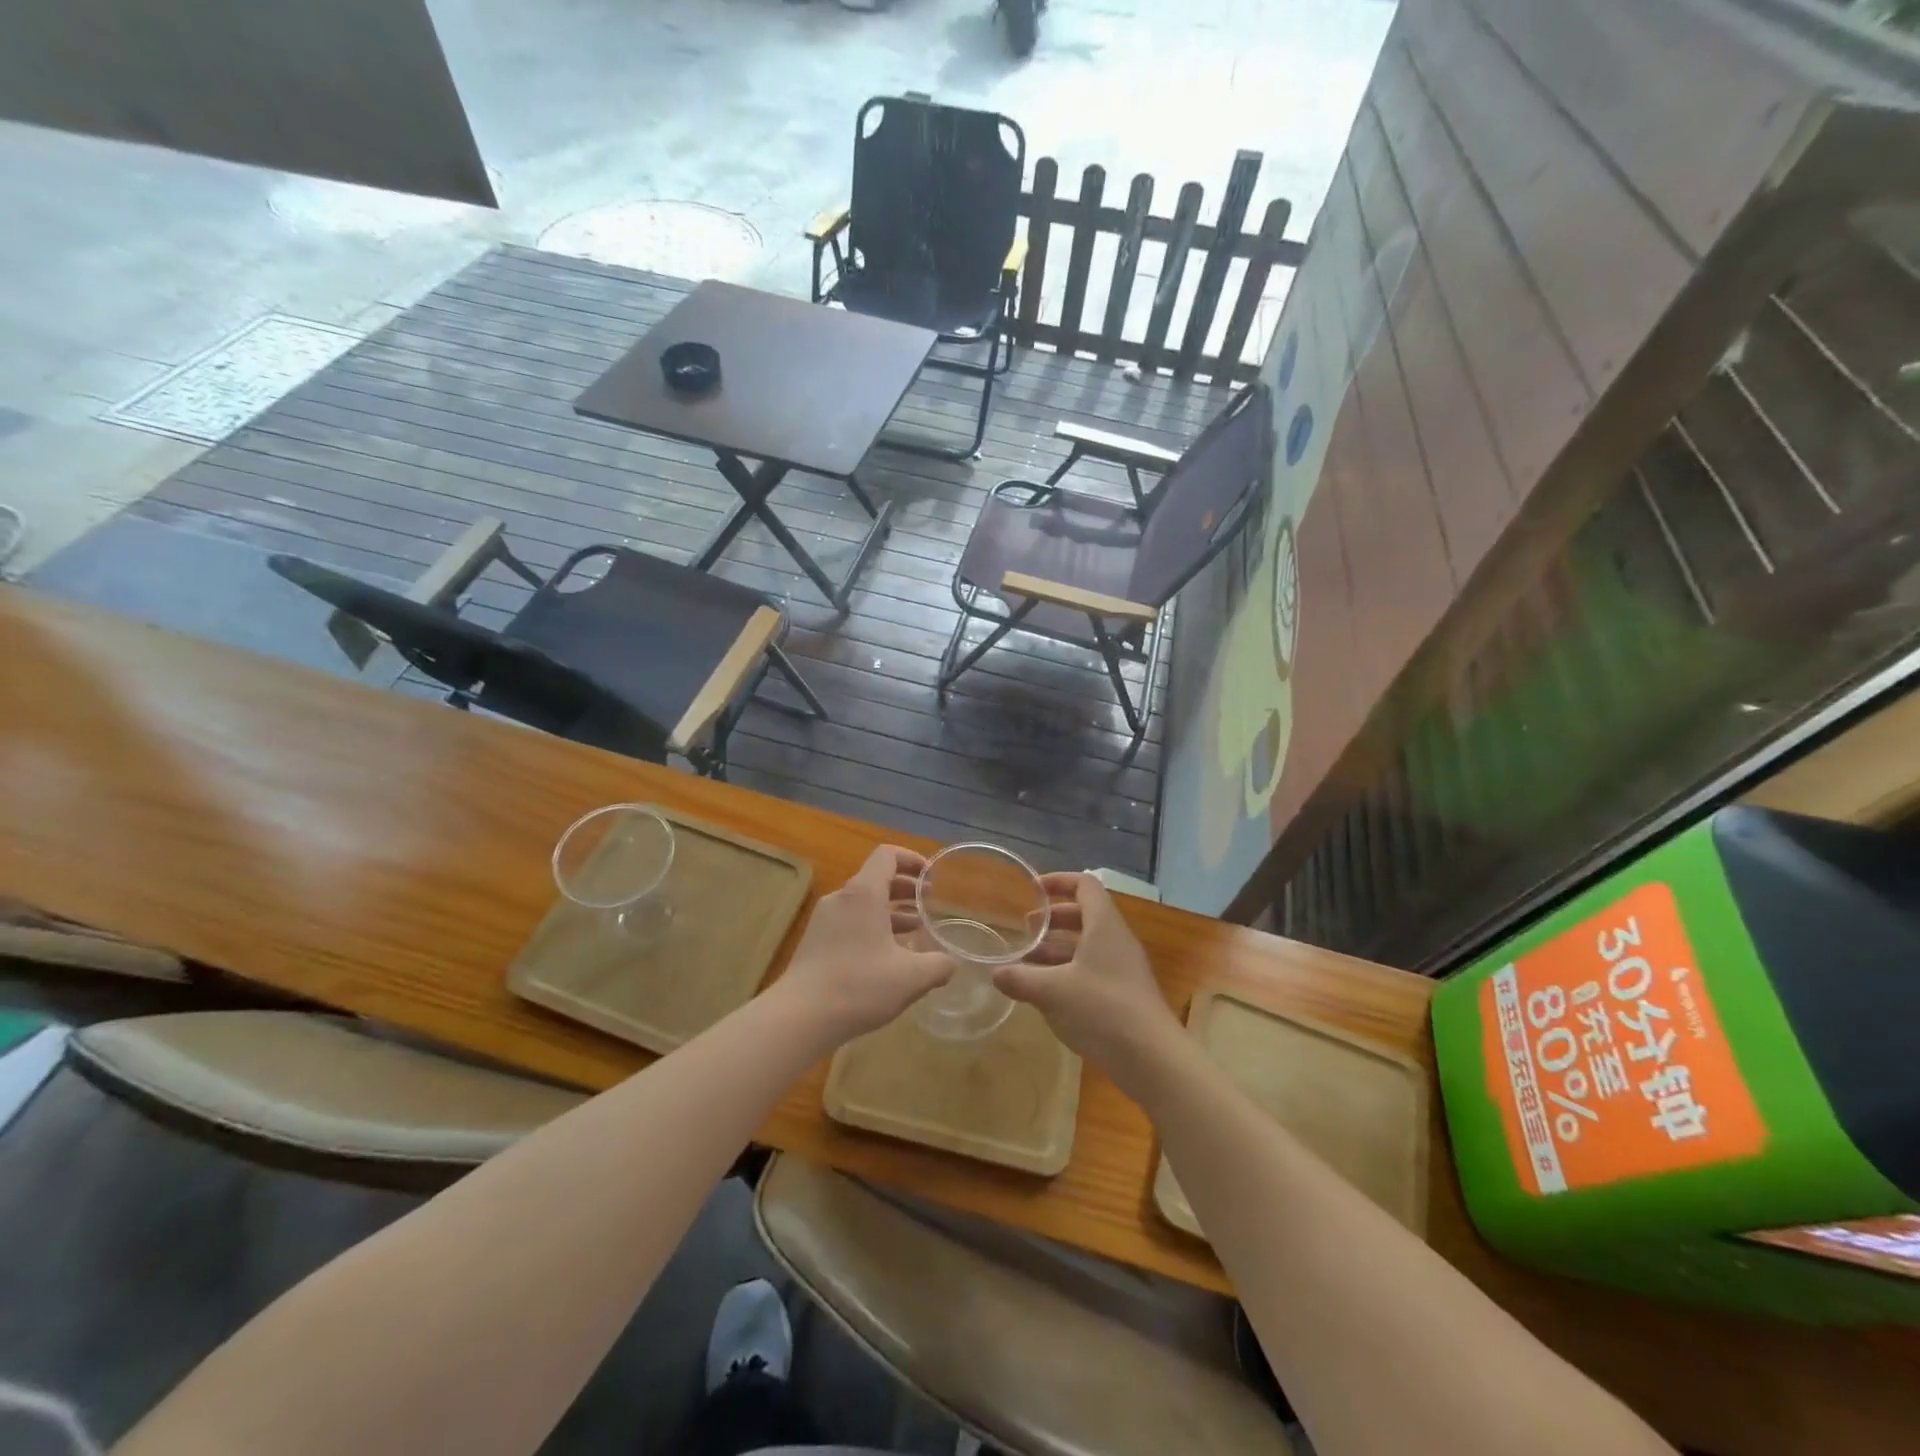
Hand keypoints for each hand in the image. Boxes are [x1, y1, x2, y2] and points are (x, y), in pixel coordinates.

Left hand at [772, 845, 953, 1046]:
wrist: (799, 1017)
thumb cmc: (859, 986)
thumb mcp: (911, 978)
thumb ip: (938, 966)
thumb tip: (951, 964)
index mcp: (864, 894)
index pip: (887, 855)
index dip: (912, 859)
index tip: (931, 876)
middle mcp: (842, 898)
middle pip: (875, 878)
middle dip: (905, 887)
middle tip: (929, 901)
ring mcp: (824, 920)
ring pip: (863, 903)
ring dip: (891, 910)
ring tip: (915, 929)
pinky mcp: (815, 942)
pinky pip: (850, 922)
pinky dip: (872, 927)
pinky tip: (887, 955)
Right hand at [992, 873, 1181, 1092]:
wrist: (1153, 1059)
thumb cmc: (1102, 1010)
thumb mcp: (1052, 992)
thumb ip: (1021, 978)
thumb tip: (996, 973)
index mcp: (1104, 925)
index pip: (1085, 885)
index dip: (1059, 881)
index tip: (1033, 891)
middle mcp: (1117, 940)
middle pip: (1085, 915)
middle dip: (1053, 920)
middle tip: (1025, 931)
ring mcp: (1124, 969)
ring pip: (1087, 946)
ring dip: (1057, 950)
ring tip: (1027, 965)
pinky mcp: (1125, 996)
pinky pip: (1093, 970)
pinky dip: (1069, 973)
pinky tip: (1047, 995)